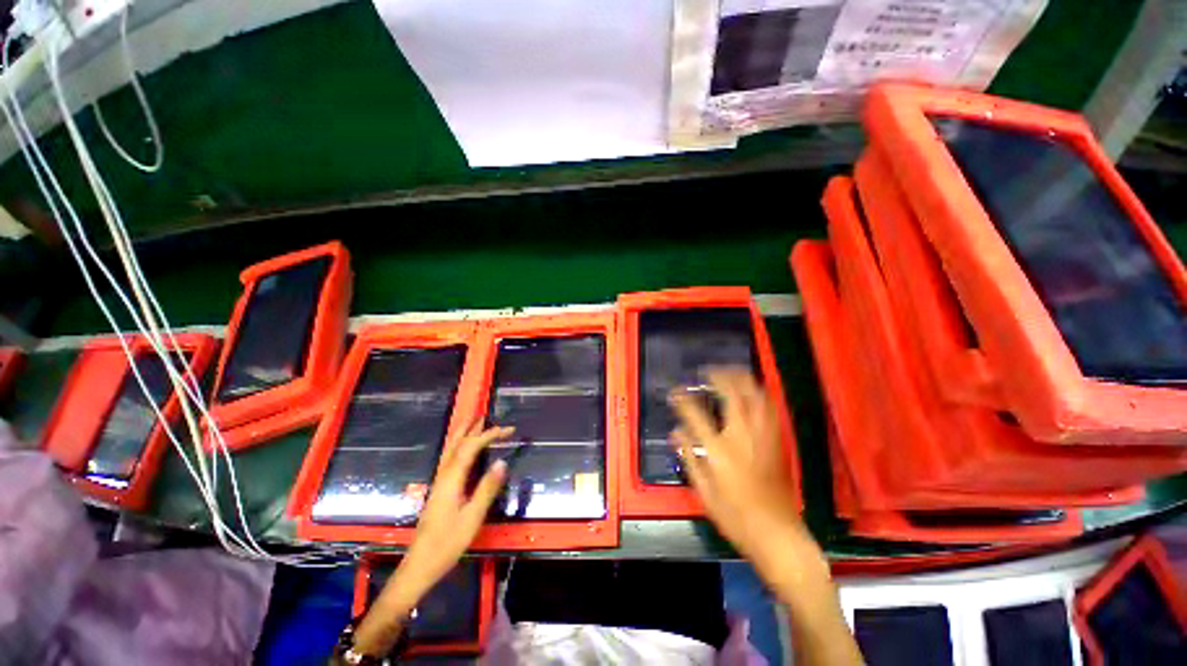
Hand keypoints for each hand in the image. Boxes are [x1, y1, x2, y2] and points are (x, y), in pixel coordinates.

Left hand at [353, 422, 512, 655]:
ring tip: (473, 422)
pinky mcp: (439, 490)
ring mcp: (439, 482)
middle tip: (484, 414)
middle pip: (457, 443)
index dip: (490, 434)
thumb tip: (502, 462)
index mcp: (452, 478)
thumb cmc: (447, 542)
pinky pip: (450, 458)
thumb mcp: (472, 517)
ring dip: (462, 433)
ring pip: (450, 450)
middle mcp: (444, 475)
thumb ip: (487, 488)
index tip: (509, 430)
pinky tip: (463, 450)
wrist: (420, 565)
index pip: (472, 447)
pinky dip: (459, 446)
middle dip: (471, 427)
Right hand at [669, 368, 828, 594]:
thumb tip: (676, 433)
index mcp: (720, 451)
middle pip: (732, 395)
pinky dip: (760, 394)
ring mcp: (763, 438)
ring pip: (755, 396)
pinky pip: (770, 409)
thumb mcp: (705, 493)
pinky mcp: (777, 442)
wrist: (779, 536)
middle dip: (718, 377)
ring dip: (742, 380)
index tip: (674, 392)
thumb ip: (689, 458)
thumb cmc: (737, 518)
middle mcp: (742, 437)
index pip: (695, 415)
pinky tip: (753, 391)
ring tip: (729, 373)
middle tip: (707, 372)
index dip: (682, 400)